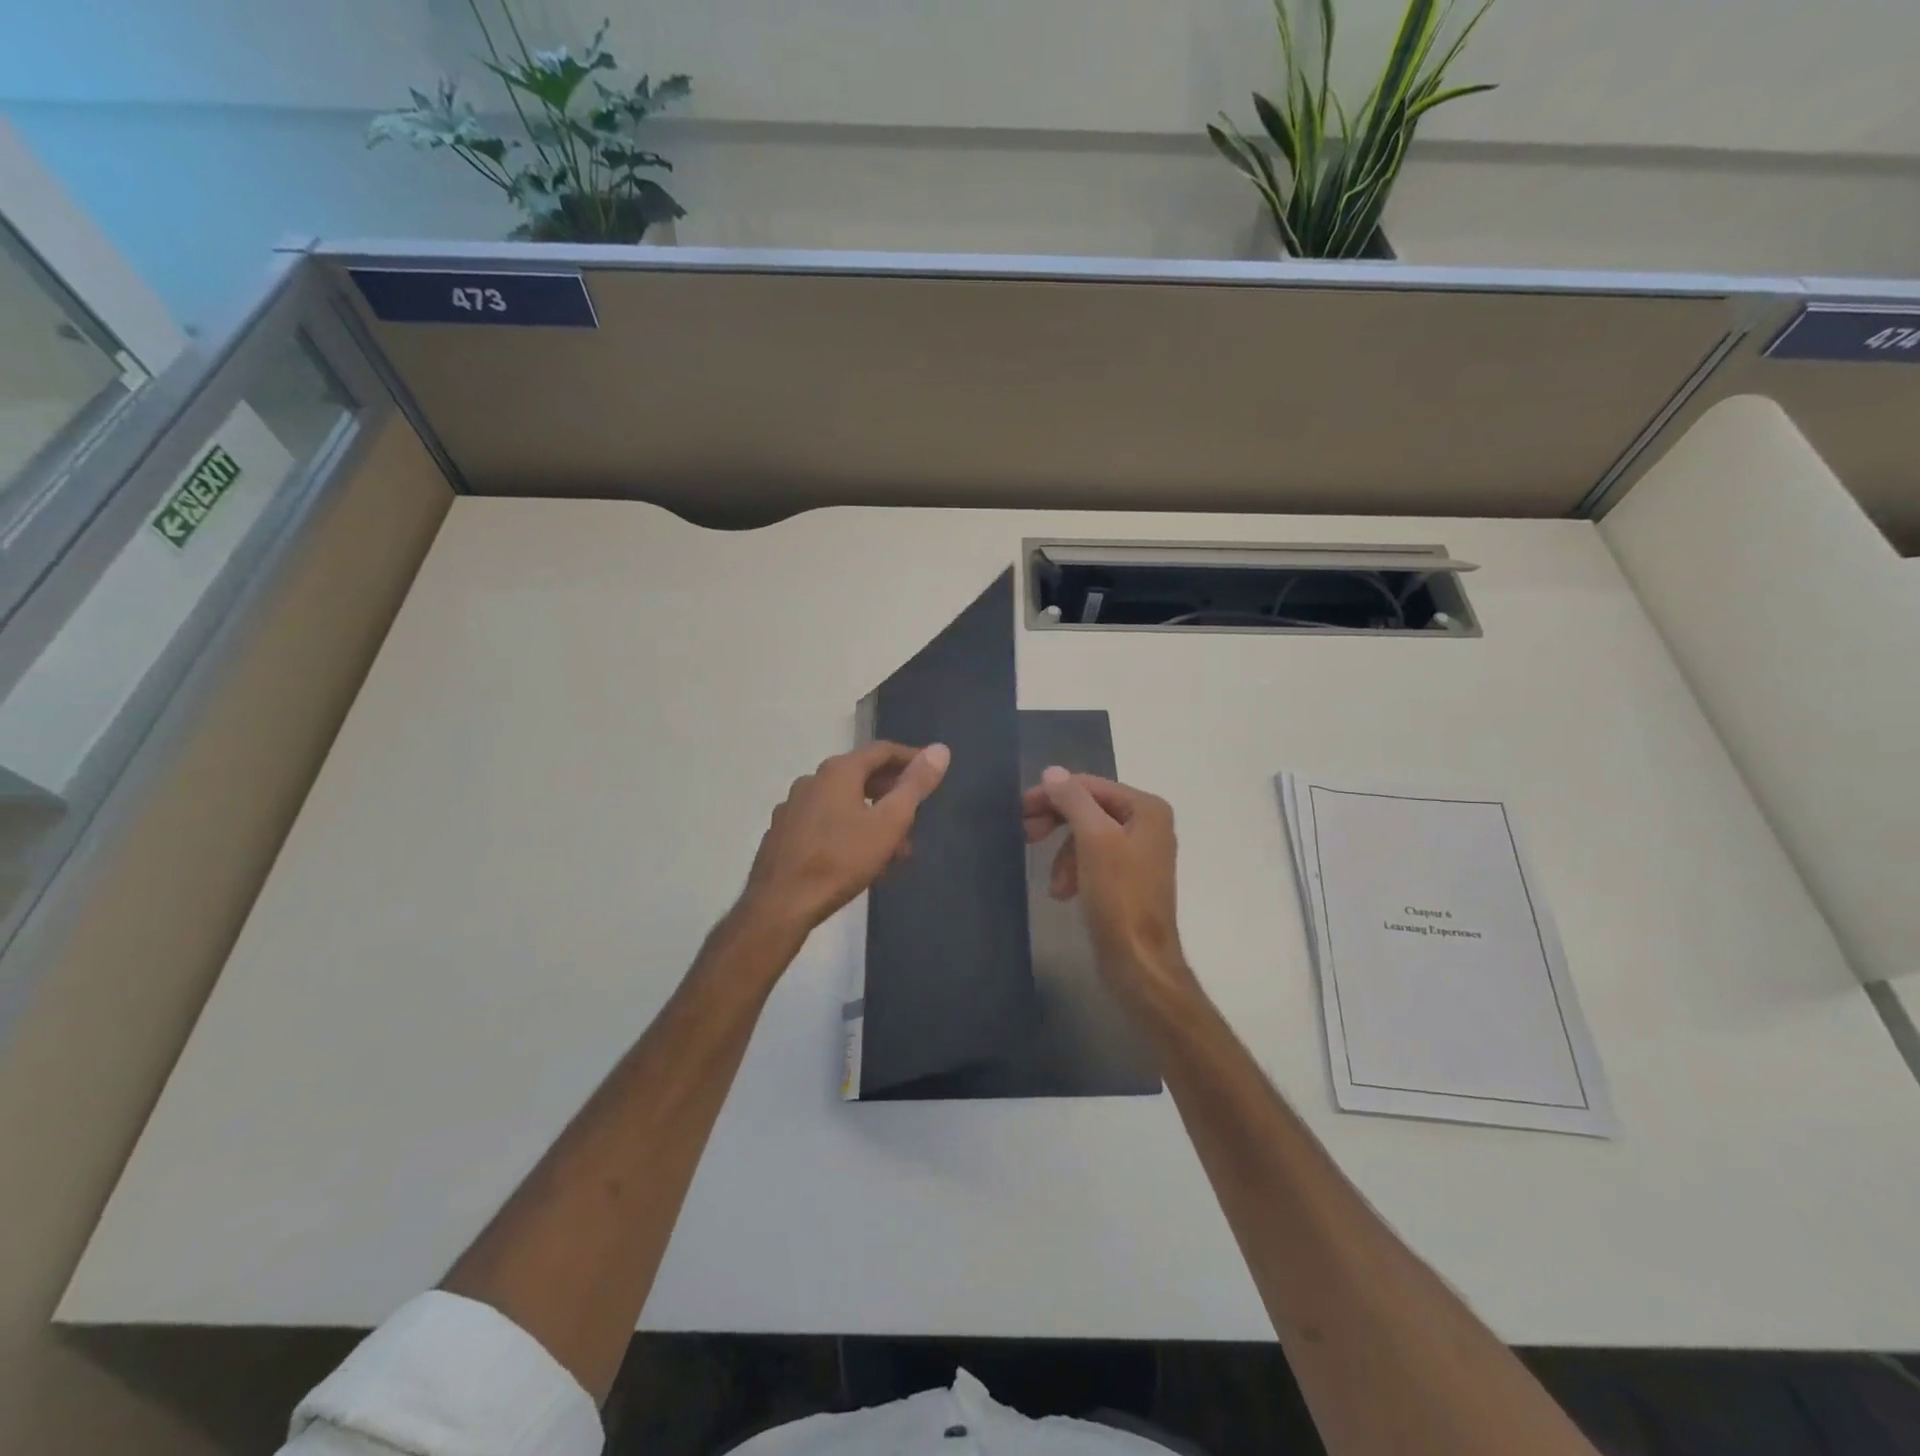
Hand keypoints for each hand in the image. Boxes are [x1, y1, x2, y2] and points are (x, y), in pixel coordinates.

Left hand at [740, 741, 950, 934]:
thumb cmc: (841, 860)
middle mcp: (812, 780)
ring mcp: (793, 807)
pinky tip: (859, 860)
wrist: (781, 904)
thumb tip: (940, 749)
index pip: (882, 751)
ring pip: (844, 802)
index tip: (931, 772)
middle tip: (915, 818)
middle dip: (893, 795)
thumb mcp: (889, 823)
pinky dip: (849, 831)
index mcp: (838, 771)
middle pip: (861, 776)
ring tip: (894, 851)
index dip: (911, 758)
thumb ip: (915, 785)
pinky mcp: (783, 833)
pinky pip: (825, 822)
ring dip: (873, 818)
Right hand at [1022, 768, 1196, 1006]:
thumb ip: (1073, 800)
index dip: (1053, 795)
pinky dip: (1073, 871)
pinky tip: (1063, 892)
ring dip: (1063, 854)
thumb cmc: (1119, 896)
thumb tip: (1052, 772)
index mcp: (1147, 808)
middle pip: (1089, 809)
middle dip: (1057, 823)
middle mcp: (1148, 824)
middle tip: (1026, 835)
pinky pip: (1092, 859)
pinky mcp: (1127, 879)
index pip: (1090, 786)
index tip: (1020, 811)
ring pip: (1086, 835)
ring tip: (1054, 884)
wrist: (1139, 962)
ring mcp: (1139, 853)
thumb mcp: (1094, 840)